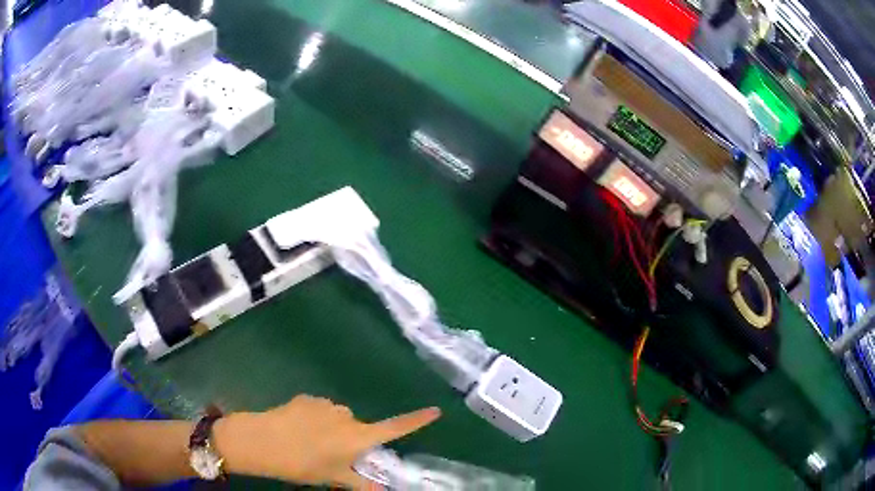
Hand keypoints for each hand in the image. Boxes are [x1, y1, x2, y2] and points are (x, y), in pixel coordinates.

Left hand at [213, 395, 440, 488]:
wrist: (260, 440)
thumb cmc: (301, 464)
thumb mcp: (332, 478)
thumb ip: (361, 485)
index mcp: (357, 437)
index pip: (395, 428)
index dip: (416, 420)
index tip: (436, 410)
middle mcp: (346, 416)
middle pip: (360, 426)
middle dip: (353, 438)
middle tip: (333, 454)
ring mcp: (325, 404)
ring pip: (339, 417)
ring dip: (333, 428)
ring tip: (312, 442)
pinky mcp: (306, 398)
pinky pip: (320, 409)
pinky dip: (316, 418)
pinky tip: (298, 429)